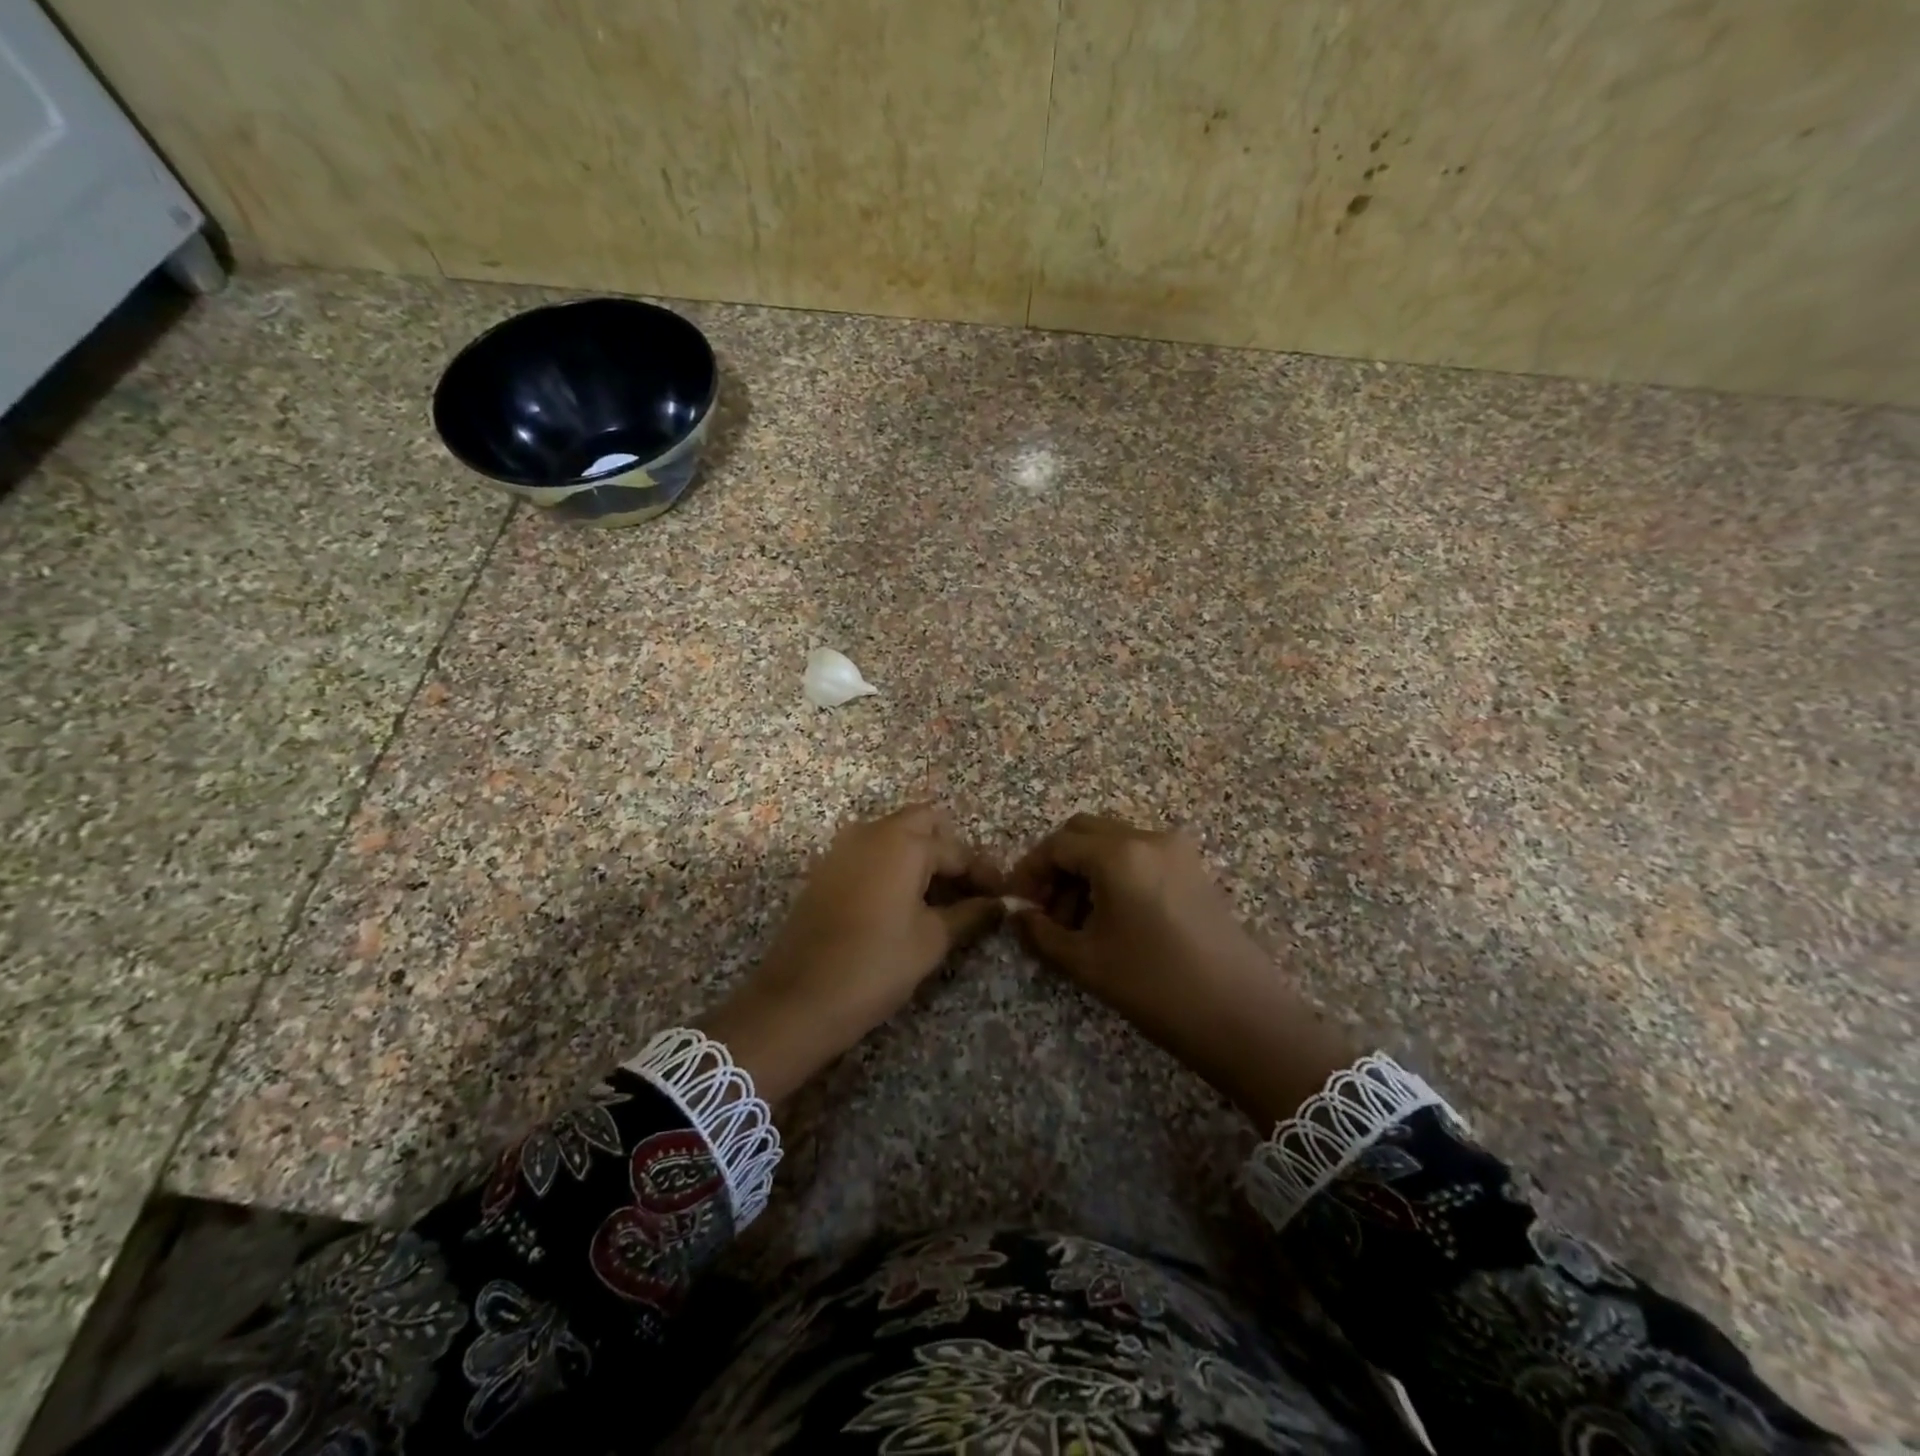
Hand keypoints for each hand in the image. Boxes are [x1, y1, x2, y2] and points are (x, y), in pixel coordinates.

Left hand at [702, 803, 1002, 1101]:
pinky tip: (905, 902)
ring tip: (941, 897)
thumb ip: (970, 914)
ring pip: (893, 835)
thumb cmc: (876, 964)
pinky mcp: (826, 870)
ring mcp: (843, 848)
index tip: (1002, 897)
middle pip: (923, 823)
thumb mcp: (932, 940)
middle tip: (968, 888)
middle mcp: (871, 832)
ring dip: (920, 855)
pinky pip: (870, 852)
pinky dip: (893, 865)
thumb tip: (1000, 905)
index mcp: (903, 842)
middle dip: (950, 850)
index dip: (983, 874)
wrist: (799, 997)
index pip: (956, 849)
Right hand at [1009, 814, 1354, 1125]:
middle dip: (1057, 866)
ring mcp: (1177, 851)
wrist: (1242, 1017)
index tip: (1018, 904)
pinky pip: (1140, 857)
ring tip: (1077, 923)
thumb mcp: (1086, 962)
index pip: (1057, 843)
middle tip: (1045, 910)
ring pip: (1112, 843)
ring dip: (1085, 871)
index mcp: (1118, 853)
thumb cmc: (1155, 986)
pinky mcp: (1194, 870)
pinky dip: (1115, 875)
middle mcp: (1148, 837)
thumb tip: (1019, 915)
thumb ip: (1041, 932)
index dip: (1030, 870)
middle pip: (1084, 832)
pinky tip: (1112, 919)